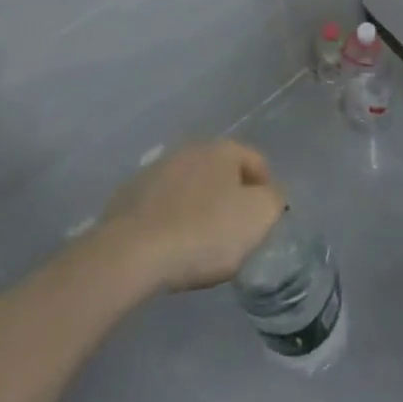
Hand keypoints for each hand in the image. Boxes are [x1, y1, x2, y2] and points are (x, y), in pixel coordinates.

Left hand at [99, 141, 285, 293]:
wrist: (132, 252)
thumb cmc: (204, 231)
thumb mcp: (258, 217)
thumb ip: (273, 200)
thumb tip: (268, 196)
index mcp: (223, 149)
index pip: (257, 162)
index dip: (267, 190)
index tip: (265, 223)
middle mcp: (190, 149)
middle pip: (222, 173)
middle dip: (231, 197)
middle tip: (235, 233)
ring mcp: (157, 170)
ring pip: (191, 188)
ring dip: (199, 207)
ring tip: (200, 243)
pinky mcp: (129, 195)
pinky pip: (163, 206)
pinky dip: (171, 220)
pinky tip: (170, 246)